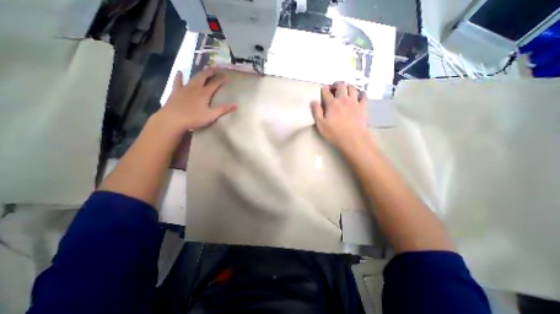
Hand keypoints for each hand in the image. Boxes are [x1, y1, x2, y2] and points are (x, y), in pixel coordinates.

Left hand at [153, 68, 236, 133]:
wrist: (173, 119)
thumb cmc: (194, 118)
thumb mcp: (211, 115)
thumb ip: (223, 109)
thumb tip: (236, 105)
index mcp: (204, 93)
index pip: (215, 83)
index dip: (221, 79)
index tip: (227, 76)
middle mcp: (195, 87)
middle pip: (204, 76)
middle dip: (211, 72)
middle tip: (217, 69)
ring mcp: (185, 88)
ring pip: (193, 77)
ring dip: (200, 73)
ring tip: (205, 70)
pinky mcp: (176, 91)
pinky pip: (178, 81)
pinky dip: (180, 76)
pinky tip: (180, 72)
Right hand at [310, 81, 370, 150]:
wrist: (353, 139)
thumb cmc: (334, 133)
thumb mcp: (321, 125)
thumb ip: (316, 112)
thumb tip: (313, 101)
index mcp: (332, 104)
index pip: (326, 92)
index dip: (324, 89)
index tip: (323, 89)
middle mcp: (343, 99)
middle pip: (341, 85)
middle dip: (336, 84)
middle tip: (334, 87)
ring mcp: (354, 102)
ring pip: (352, 88)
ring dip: (348, 86)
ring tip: (346, 90)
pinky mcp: (363, 107)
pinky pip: (364, 96)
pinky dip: (361, 93)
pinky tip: (359, 95)